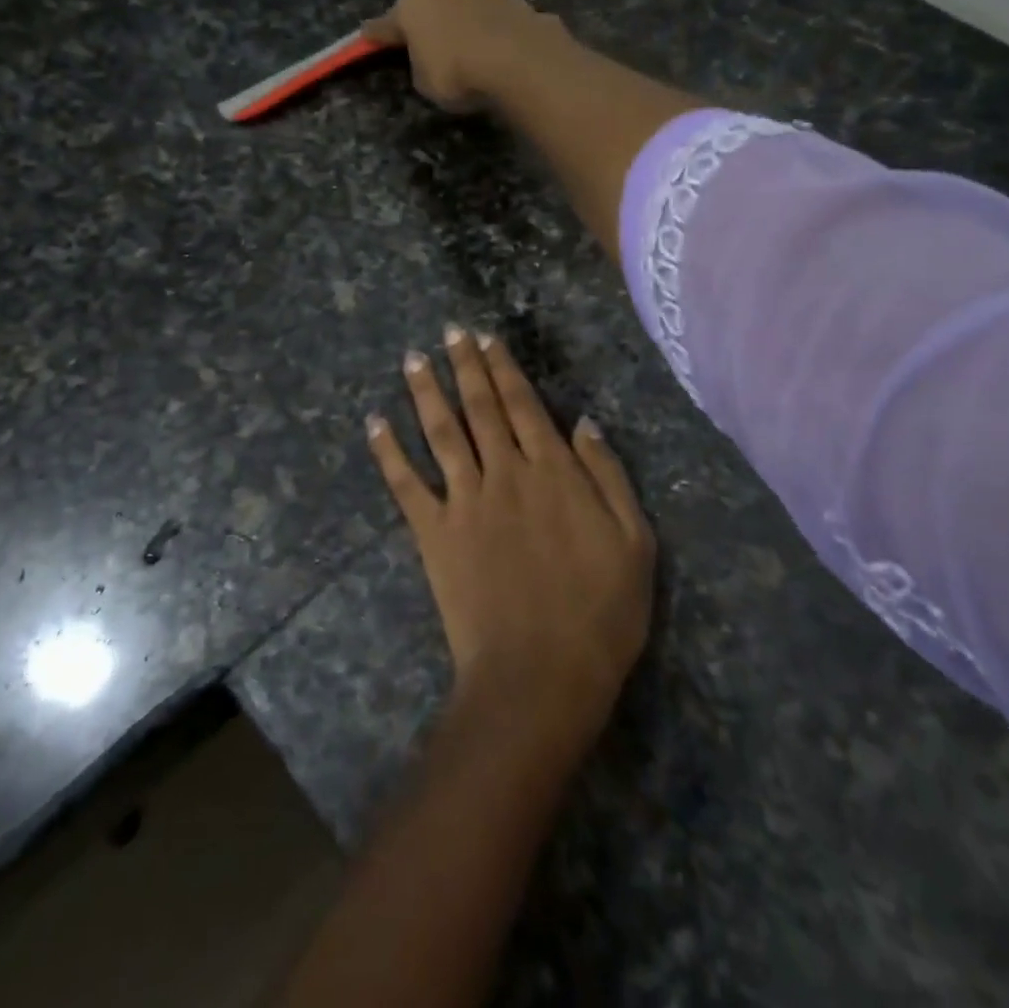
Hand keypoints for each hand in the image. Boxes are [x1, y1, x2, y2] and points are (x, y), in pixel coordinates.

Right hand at [363, 0, 574, 112]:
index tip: (367, 35)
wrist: (520, 61)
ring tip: (468, 46)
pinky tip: (499, 49)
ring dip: (462, 21)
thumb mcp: (425, 83)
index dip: (377, 34)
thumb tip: (428, 55)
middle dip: (426, 20)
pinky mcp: (515, 2)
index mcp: (412, 5)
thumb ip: (421, 65)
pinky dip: (493, 31)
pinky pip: (495, 19)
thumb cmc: (457, 74)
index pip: (386, 24)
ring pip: (464, 5)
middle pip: (428, 4)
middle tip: (426, 41)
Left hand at [366, 325, 656, 759]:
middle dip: (466, 366)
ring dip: (426, 392)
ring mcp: (465, 500)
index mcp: (553, 471)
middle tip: (450, 333)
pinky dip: (388, 452)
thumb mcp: (634, 542)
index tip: (488, 339)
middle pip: (481, 408)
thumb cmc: (600, 613)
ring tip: (414, 359)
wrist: (541, 674)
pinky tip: (375, 423)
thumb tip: (584, 423)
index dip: (504, 369)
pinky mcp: (434, 533)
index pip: (523, 405)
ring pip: (441, 432)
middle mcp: (505, 472)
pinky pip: (406, 484)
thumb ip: (608, 476)